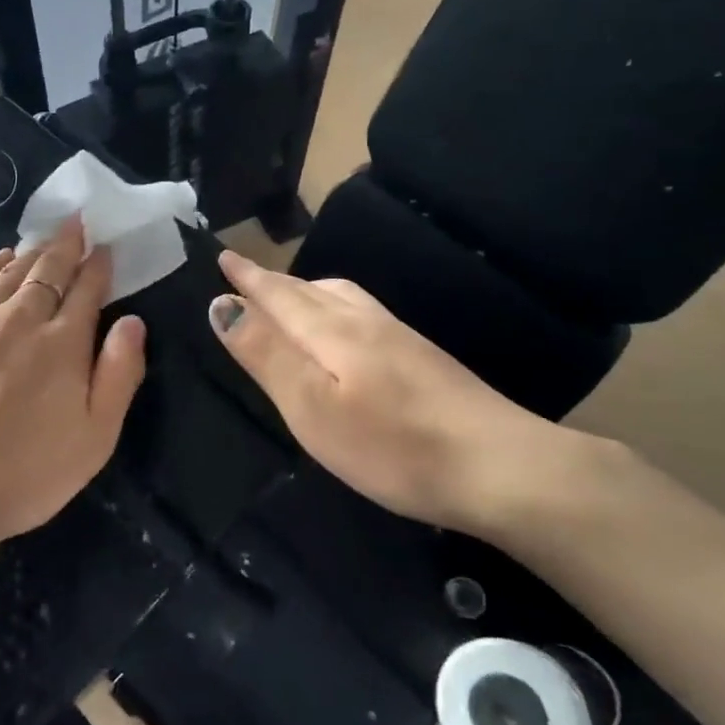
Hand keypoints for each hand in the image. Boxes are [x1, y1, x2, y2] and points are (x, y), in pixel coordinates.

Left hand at [0, 218, 146, 583]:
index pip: (87, 290)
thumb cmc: (22, 476)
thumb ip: (119, 375)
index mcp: (63, 344)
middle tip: (76, 223)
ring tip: (43, 240)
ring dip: (32, 253)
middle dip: (67, 245)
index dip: (98, 267)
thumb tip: (133, 322)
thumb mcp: (94, 439)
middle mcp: (21, 318)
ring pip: (10, 271)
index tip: (104, 248)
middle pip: (50, 270)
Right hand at [208, 251, 593, 533]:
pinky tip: (345, 329)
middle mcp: (364, 322)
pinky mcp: (423, 357)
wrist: (502, 468)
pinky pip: (362, 313)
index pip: (277, 295)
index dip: (248, 278)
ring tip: (289, 296)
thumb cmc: (393, 445)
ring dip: (306, 290)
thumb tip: (221, 304)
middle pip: (309, 290)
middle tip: (245, 274)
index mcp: (331, 331)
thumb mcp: (312, 406)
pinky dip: (334, 307)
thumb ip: (266, 354)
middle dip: (272, 280)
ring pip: (341, 297)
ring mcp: (400, 338)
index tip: (223, 257)